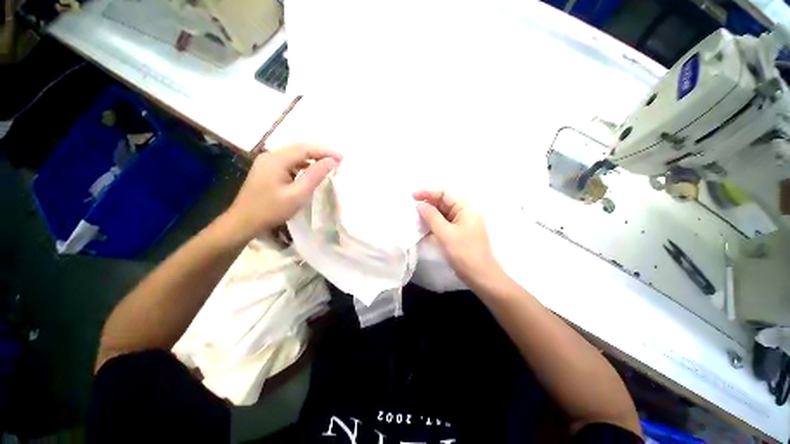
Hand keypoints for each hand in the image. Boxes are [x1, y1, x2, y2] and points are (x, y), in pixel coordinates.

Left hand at [224, 144, 341, 239]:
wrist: (244, 221)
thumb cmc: (272, 210)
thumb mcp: (298, 194)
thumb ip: (315, 175)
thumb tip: (332, 161)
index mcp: (277, 159)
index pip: (305, 148)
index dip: (326, 150)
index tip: (343, 156)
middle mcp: (271, 155)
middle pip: (300, 148)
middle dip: (321, 152)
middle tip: (339, 158)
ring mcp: (267, 161)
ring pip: (295, 154)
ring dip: (313, 157)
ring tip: (329, 163)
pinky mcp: (267, 169)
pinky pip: (289, 161)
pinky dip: (304, 164)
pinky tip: (311, 170)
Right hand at [413, 190, 504, 287]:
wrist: (480, 276)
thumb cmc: (464, 253)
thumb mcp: (446, 233)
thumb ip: (431, 217)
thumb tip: (419, 205)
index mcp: (465, 209)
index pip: (445, 194)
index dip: (428, 193)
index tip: (412, 197)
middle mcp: (464, 213)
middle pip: (444, 203)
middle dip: (428, 204)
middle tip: (411, 209)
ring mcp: (462, 224)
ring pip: (443, 214)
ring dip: (429, 215)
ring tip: (415, 217)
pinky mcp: (458, 234)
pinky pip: (444, 224)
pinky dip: (434, 224)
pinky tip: (423, 228)